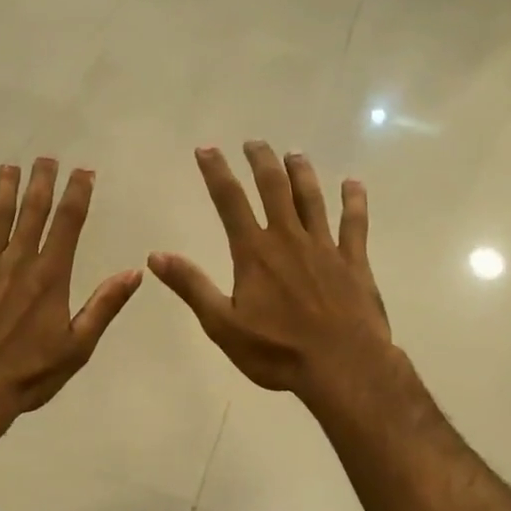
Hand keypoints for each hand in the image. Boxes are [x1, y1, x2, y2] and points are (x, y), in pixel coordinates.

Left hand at [0, 159, 141, 428]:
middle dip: (42, 180)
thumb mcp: (78, 347)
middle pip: (33, 210)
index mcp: (51, 276)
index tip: (83, 171)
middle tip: (47, 158)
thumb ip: (104, 306)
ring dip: (4, 186)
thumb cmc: (28, 375)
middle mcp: (18, 260)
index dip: (78, 193)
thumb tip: (135, 271)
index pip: (69, 223)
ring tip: (9, 165)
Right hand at [149, 143, 391, 398]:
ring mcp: (325, 247)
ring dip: (301, 173)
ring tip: (294, 153)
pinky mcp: (355, 262)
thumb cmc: (277, 350)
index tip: (206, 149)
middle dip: (261, 162)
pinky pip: (355, 224)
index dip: (216, 172)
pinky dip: (354, 201)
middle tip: (254, 143)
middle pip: (274, 189)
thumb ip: (192, 286)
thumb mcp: (222, 324)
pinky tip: (353, 184)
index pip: (230, 201)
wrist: (343, 367)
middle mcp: (289, 239)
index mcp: (254, 252)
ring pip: (312, 199)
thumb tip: (155, 256)